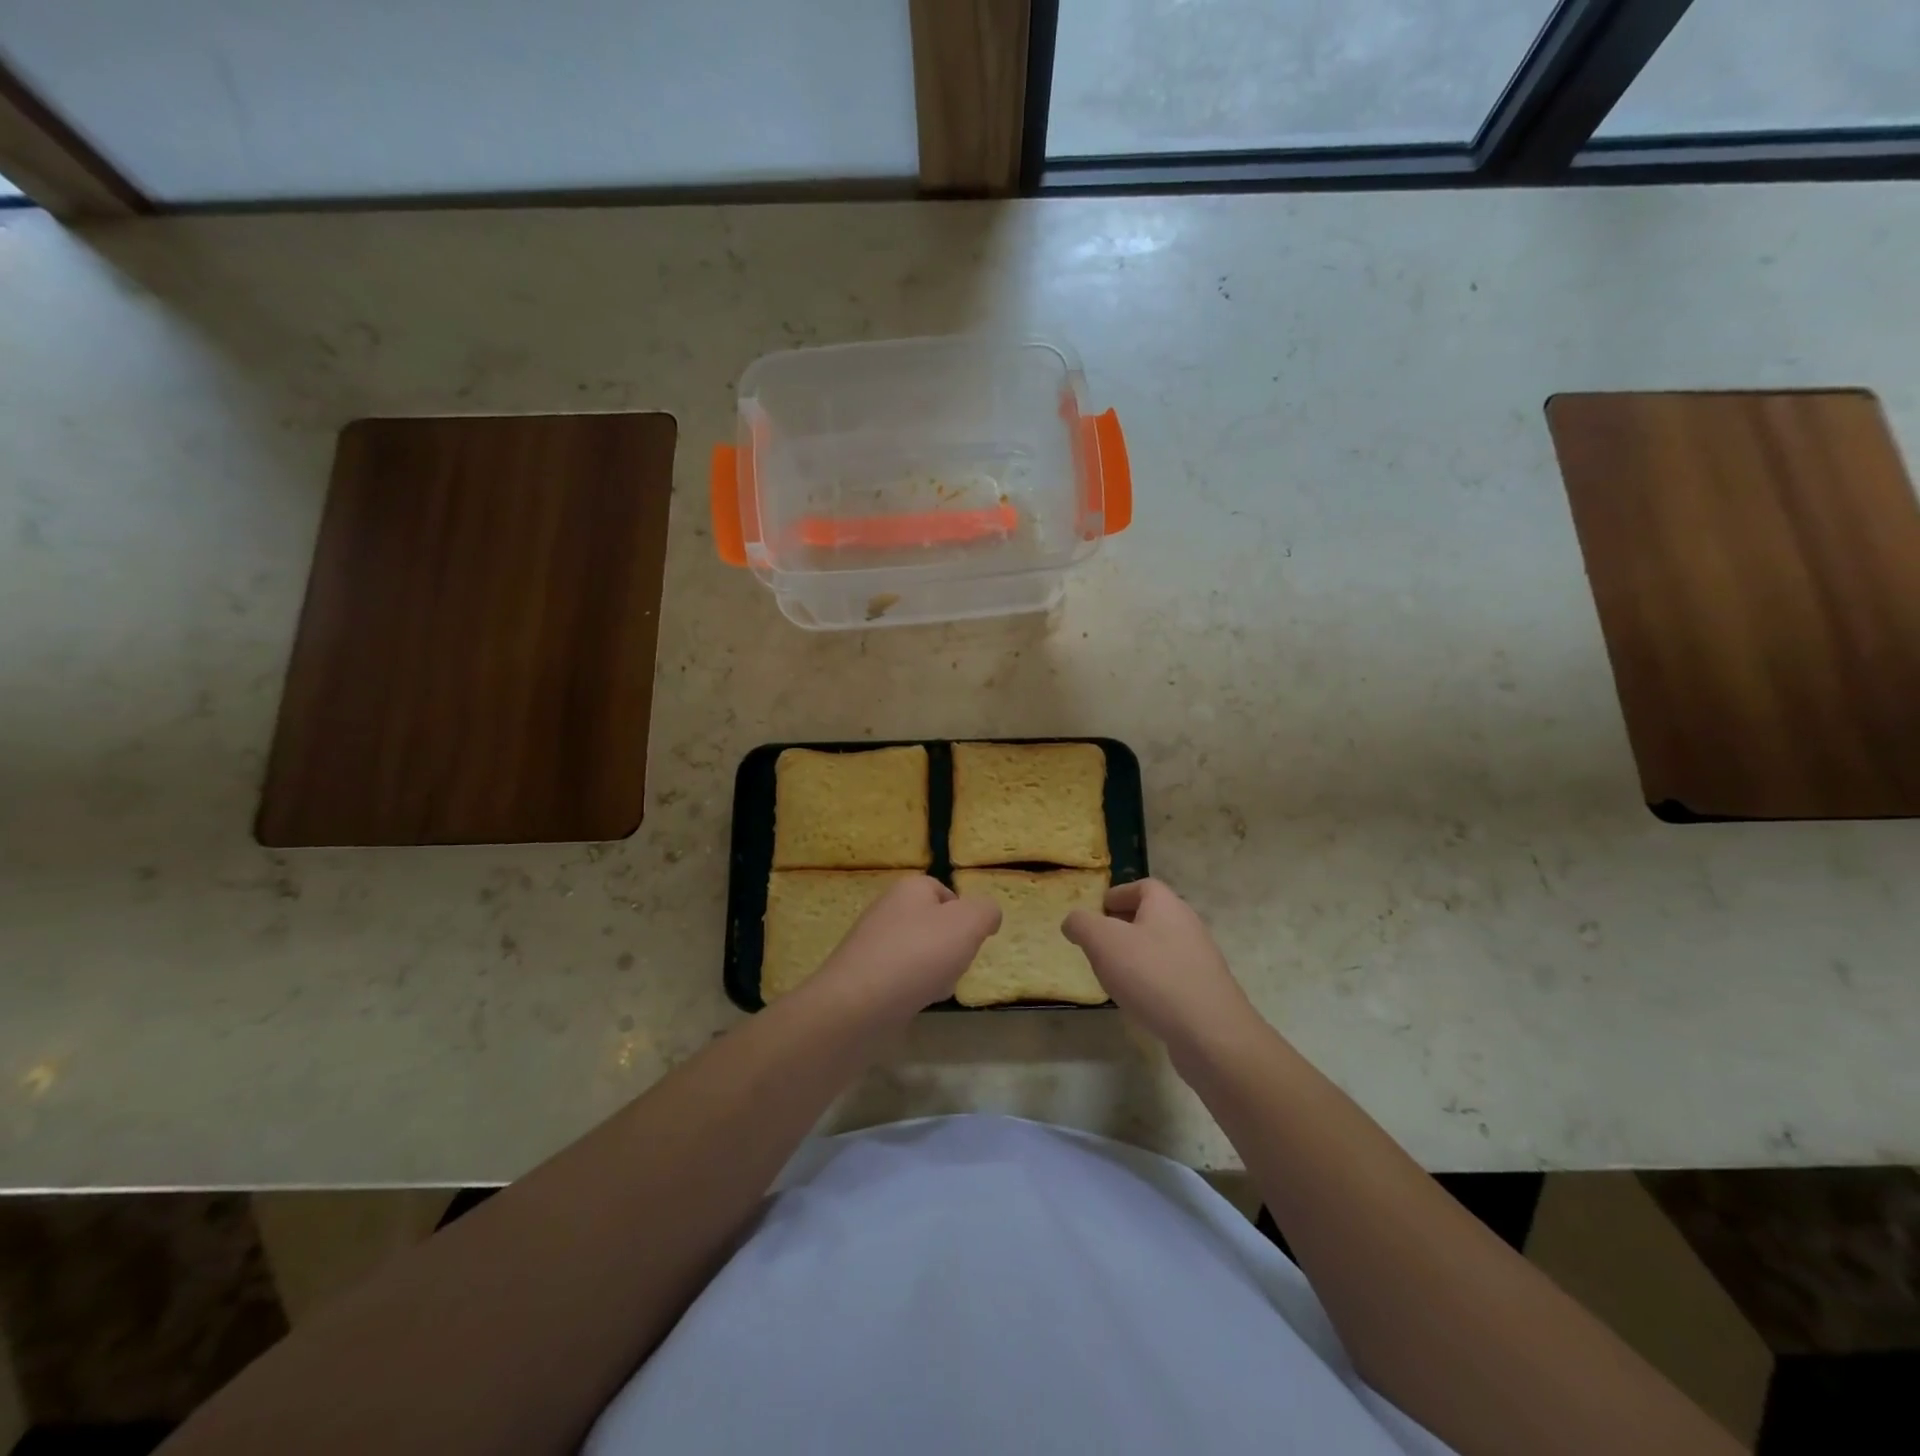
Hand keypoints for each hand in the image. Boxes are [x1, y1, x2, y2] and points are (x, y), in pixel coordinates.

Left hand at [813, 875, 1000, 1019]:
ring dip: (935, 971)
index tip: (973, 939)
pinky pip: (900, 978)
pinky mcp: (862, 976)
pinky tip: (916, 1003)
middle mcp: (887, 910)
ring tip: (936, 987)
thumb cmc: (918, 955)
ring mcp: (872, 944)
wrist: (858, 1005)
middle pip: (933, 925)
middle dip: (951, 947)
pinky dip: (913, 990)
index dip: (965, 916)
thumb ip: (986, 912)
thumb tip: (987, 915)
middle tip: (957, 964)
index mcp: (910, 888)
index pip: (946, 893)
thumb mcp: (968, 923)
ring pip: (918, 954)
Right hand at [1062, 878, 1254, 1061]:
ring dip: (1137, 954)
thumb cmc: (1152, 975)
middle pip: (1152, 916)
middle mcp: (1187, 925)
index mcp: (1166, 905)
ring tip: (1113, 973)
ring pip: (1161, 946)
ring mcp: (1200, 959)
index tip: (1097, 910)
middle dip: (1124, 925)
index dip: (1118, 894)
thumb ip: (1082, 924)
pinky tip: (1138, 999)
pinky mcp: (1205, 990)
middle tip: (1098, 942)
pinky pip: (1171, 975)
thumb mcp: (1103, 942)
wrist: (1210, 1032)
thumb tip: (1073, 921)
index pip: (1142, 886)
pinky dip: (1152, 980)